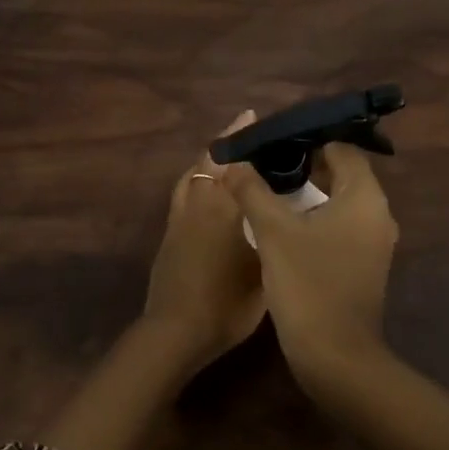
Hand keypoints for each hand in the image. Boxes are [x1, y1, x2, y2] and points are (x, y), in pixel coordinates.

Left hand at [140, 112, 267, 375]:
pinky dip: (195, 179)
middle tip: (242, 128)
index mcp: (223, 208)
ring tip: (224, 153)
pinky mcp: (168, 233)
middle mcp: (198, 204)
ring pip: (190, 175)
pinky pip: (183, 192)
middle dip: (224, 143)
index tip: (252, 118)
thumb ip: (269, 237)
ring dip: (206, 159)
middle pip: (207, 161)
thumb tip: (279, 217)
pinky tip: (205, 188)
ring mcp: (179, 218)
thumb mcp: (263, 272)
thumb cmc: (227, 304)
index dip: (242, 139)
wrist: (175, 331)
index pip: (233, 163)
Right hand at [221, 142, 398, 389]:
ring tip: (267, 184)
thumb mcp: (272, 231)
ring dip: (307, 190)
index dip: (307, 138)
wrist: (336, 359)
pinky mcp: (362, 263)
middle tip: (265, 159)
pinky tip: (282, 220)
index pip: (341, 147)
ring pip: (339, 199)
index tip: (273, 139)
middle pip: (341, 171)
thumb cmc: (308, 284)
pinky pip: (339, 223)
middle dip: (304, 162)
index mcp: (364, 197)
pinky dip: (314, 214)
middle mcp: (377, 214)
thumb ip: (252, 189)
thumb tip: (231, 159)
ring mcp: (372, 242)